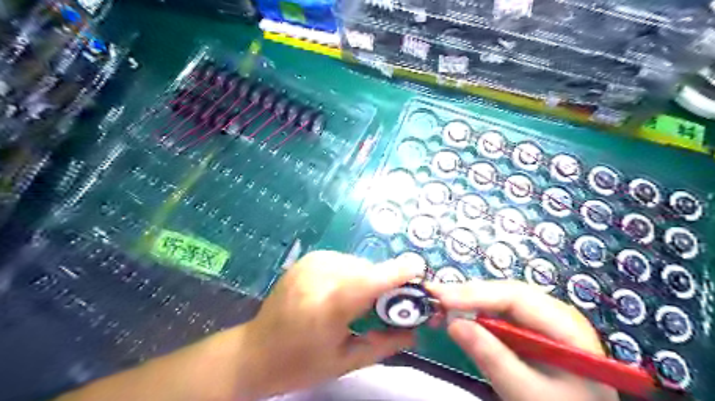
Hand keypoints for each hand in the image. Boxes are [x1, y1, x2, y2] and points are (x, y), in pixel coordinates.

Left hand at [242, 250, 422, 397]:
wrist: (256, 351)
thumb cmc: (301, 363)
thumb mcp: (346, 361)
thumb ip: (384, 344)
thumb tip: (415, 331)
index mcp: (327, 308)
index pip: (368, 282)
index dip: (396, 273)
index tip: (418, 269)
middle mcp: (319, 277)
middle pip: (368, 271)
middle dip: (384, 284)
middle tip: (390, 304)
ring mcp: (312, 263)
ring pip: (358, 264)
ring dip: (368, 279)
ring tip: (360, 302)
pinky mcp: (309, 258)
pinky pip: (345, 261)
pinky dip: (352, 274)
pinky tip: (343, 291)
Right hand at [426, 280, 624, 400]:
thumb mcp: (527, 393)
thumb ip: (492, 358)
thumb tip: (453, 323)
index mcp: (564, 325)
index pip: (516, 297)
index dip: (476, 294)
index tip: (443, 299)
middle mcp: (553, 312)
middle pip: (505, 293)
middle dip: (468, 293)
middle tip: (433, 294)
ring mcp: (540, 319)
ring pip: (499, 299)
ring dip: (468, 300)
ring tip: (440, 301)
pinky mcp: (528, 328)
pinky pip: (498, 313)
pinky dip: (475, 312)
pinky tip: (458, 313)